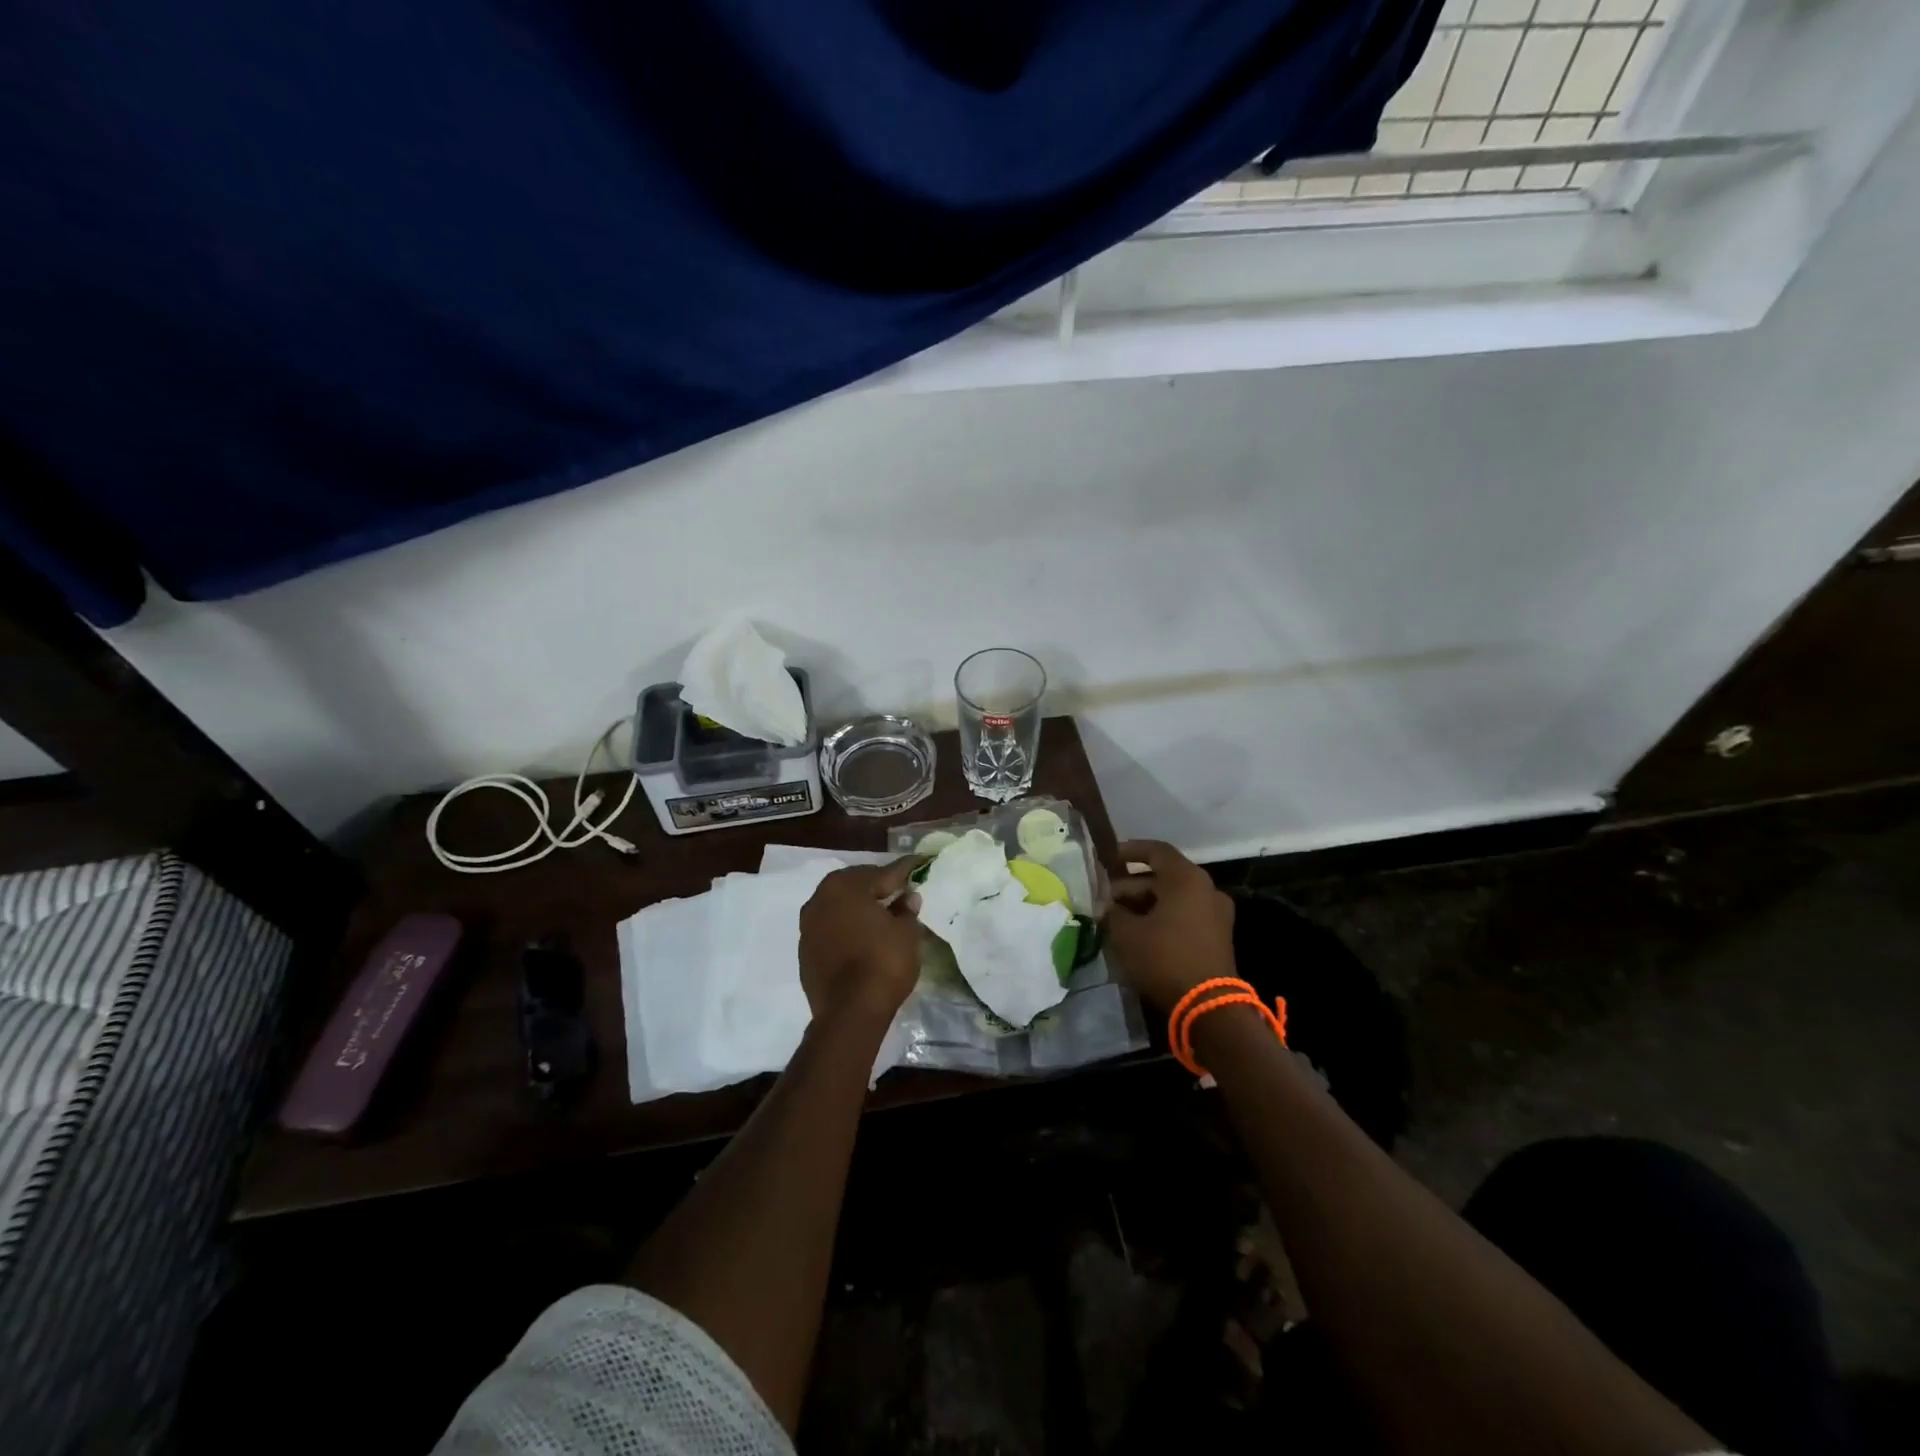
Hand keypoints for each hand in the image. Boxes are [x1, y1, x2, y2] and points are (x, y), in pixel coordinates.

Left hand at [798, 857, 924, 1026]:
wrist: (849, 1012)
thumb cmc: (883, 963)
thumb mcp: (906, 933)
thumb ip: (906, 909)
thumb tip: (907, 898)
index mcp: (845, 886)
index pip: (882, 873)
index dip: (904, 870)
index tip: (919, 863)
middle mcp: (820, 899)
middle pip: (855, 886)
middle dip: (877, 886)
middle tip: (900, 889)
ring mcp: (808, 927)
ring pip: (840, 907)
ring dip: (859, 908)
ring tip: (882, 914)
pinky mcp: (805, 952)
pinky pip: (831, 930)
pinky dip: (847, 928)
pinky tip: (863, 938)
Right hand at [1104, 839, 1237, 1013]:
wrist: (1208, 1005)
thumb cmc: (1164, 958)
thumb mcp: (1126, 933)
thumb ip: (1113, 912)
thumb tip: (1108, 906)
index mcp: (1186, 879)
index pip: (1156, 851)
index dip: (1129, 851)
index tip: (1108, 858)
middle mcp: (1206, 889)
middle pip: (1163, 877)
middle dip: (1131, 886)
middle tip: (1106, 899)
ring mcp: (1216, 913)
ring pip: (1173, 897)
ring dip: (1145, 904)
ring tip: (1118, 919)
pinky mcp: (1217, 935)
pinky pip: (1185, 914)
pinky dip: (1162, 916)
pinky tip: (1139, 933)